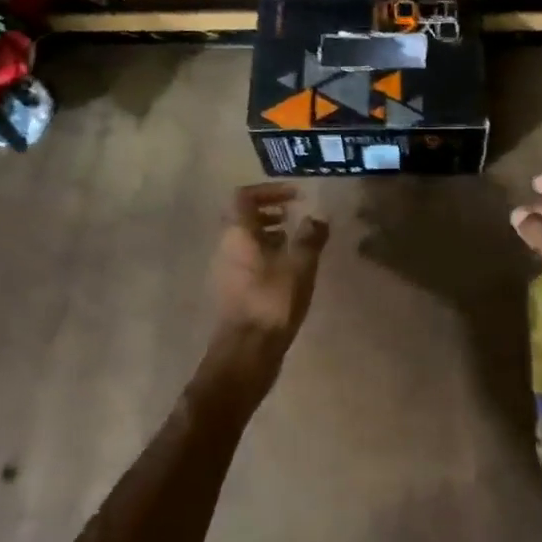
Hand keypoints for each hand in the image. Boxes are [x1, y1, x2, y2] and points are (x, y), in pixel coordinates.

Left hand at [202, 183, 329, 401]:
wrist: (246, 351)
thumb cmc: (272, 301)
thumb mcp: (300, 265)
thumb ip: (310, 237)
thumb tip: (317, 218)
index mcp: (238, 233)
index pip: (244, 196)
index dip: (269, 190)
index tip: (294, 196)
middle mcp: (225, 246)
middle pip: (242, 217)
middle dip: (269, 211)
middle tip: (293, 215)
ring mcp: (225, 270)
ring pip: (244, 239)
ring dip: (267, 234)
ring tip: (294, 242)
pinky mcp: (231, 290)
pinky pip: (245, 259)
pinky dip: (264, 254)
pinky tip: (287, 270)